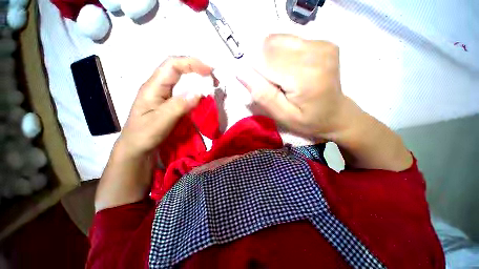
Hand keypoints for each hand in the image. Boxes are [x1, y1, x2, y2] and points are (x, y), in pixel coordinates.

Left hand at [96, 57, 215, 210]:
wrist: (137, 147)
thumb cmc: (143, 135)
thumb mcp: (160, 122)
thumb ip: (178, 107)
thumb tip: (198, 93)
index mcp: (153, 87)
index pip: (172, 65)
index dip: (190, 63)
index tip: (209, 70)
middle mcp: (158, 86)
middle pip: (177, 69)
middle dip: (196, 69)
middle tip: (213, 77)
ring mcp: (164, 94)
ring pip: (182, 80)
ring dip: (197, 80)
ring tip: (211, 85)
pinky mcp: (170, 102)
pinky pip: (184, 92)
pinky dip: (195, 91)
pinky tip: (202, 96)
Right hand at [237, 34, 346, 140]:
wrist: (335, 114)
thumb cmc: (308, 120)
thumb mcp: (282, 116)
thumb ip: (262, 95)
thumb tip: (240, 72)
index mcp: (305, 76)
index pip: (264, 60)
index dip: (256, 72)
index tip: (263, 86)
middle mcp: (316, 53)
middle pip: (270, 47)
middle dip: (263, 65)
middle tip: (274, 84)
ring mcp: (322, 44)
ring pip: (277, 41)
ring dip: (271, 59)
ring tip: (282, 77)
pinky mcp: (322, 42)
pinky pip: (288, 40)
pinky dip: (281, 54)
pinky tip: (289, 69)